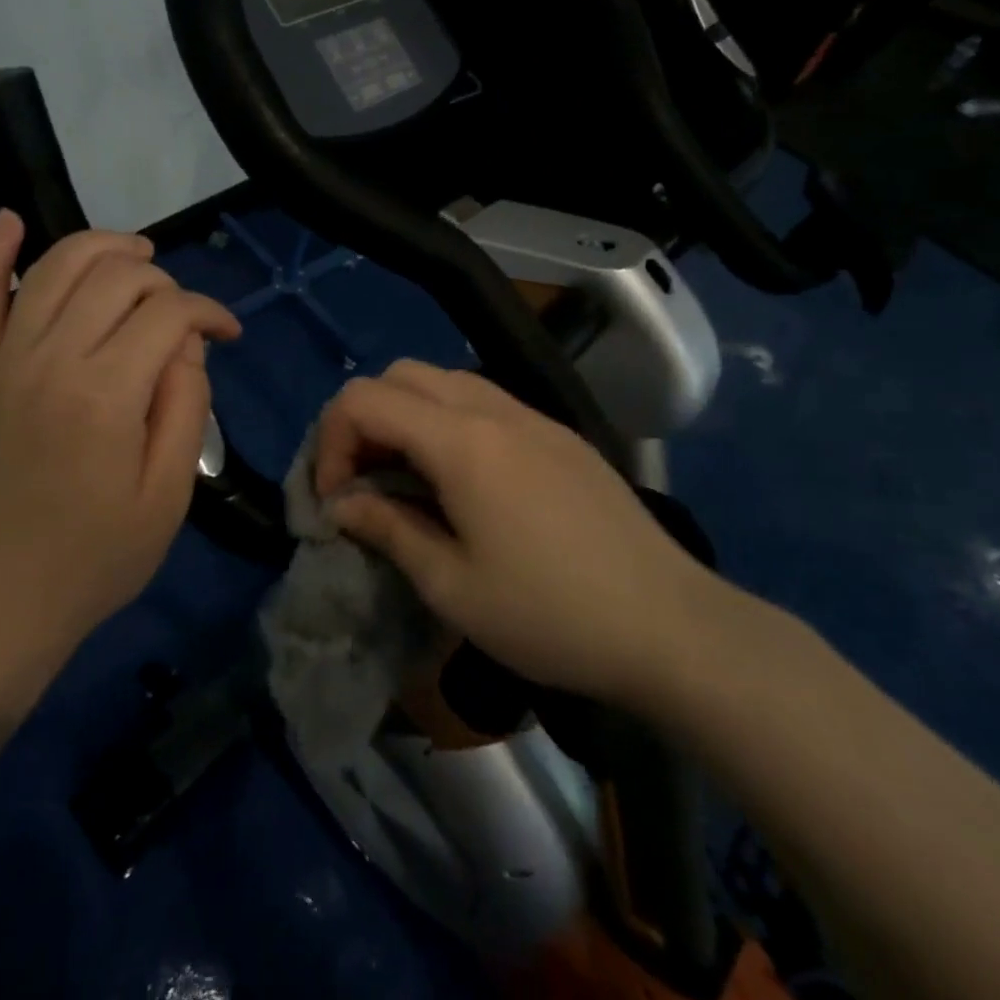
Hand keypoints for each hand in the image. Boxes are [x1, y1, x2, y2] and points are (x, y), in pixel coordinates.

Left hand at [0, 213, 240, 670]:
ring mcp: (2, 361)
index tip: (229, 335)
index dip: (209, 313)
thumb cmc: (98, 556)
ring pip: (55, 266)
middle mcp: (50, 360)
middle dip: (164, 280)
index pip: (169, 313)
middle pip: (116, 276)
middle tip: (183, 316)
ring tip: (137, 258)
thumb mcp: (169, 492)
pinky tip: (12, 220)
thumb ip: (186, 404)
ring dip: (103, 248)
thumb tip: (186, 343)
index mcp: (106, 394)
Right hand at [316, 360, 726, 709]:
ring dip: (407, 417)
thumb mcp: (452, 586)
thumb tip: (342, 504)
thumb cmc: (551, 614)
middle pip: (400, 375)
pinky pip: (484, 401)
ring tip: (409, 481)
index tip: (335, 500)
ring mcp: (531, 415)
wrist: (670, 624)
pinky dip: (448, 423)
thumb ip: (388, 528)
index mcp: (460, 439)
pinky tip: (464, 483)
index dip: (330, 442)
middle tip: (365, 483)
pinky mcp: (557, 433)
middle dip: (364, 421)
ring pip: (444, 381)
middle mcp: (492, 408)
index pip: (363, 399)